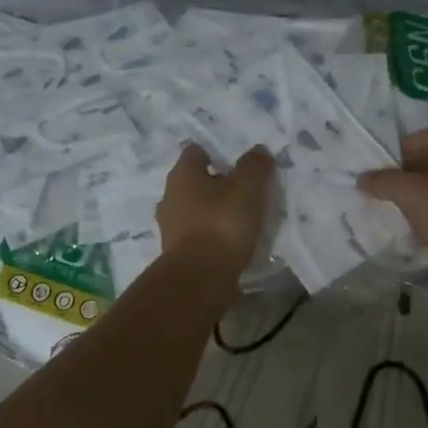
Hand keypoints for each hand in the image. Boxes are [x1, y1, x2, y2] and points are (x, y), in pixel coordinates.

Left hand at [157, 144, 275, 274]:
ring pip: (193, 209)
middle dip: (214, 184)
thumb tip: (258, 150)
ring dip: (211, 210)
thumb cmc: (222, 224)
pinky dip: (209, 234)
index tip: (235, 161)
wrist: (200, 278)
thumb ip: (254, 166)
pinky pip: (195, 234)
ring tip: (239, 218)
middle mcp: (169, 196)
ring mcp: (169, 226)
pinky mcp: (175, 252)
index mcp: (182, 175)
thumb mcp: (248, 189)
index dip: (215, 153)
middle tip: (241, 189)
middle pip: (193, 182)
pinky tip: (228, 241)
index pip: (195, 152)